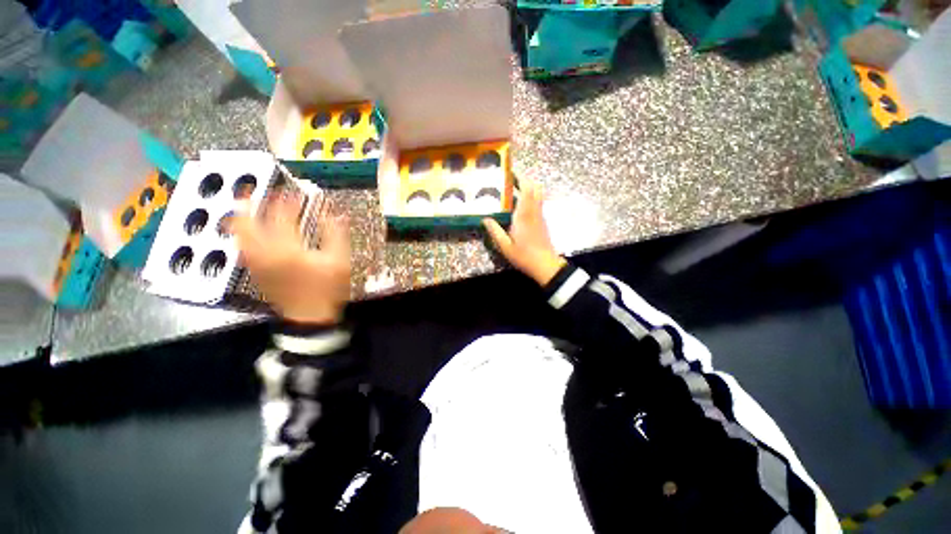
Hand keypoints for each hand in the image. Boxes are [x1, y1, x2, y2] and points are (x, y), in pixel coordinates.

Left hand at [233, 196, 350, 324]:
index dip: (286, 201)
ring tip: (243, 206)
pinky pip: (241, 248)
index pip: (281, 217)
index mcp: (287, 249)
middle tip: (250, 191)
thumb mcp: (339, 262)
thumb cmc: (326, 289)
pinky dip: (241, 234)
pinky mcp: (255, 271)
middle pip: (246, 224)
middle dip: (247, 205)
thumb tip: (336, 214)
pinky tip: (247, 231)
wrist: (309, 317)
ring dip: (239, 218)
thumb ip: (336, 236)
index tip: (293, 192)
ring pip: (238, 236)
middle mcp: (265, 253)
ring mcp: (256, 263)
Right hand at [483, 178, 565, 285]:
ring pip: (539, 194)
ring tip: (515, 188)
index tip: (511, 171)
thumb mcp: (505, 246)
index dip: (521, 178)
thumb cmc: (524, 256)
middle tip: (512, 178)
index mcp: (523, 215)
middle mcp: (533, 212)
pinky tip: (521, 205)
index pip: (526, 190)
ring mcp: (540, 216)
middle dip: (526, 179)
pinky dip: (531, 197)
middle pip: (535, 188)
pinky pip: (538, 203)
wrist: (546, 265)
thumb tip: (485, 219)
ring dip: (529, 187)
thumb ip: (495, 231)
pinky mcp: (543, 221)